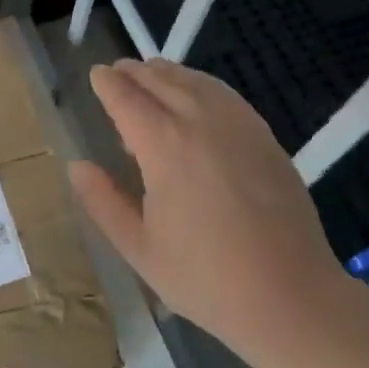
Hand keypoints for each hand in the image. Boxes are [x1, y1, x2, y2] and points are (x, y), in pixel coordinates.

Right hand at [69, 58, 347, 367]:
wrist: (291, 295)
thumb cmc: (206, 278)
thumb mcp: (139, 249)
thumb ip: (103, 202)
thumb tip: (77, 166)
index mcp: (164, 145)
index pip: (127, 98)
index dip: (108, 83)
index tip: (96, 75)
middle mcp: (200, 121)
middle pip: (160, 79)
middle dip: (134, 72)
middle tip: (117, 72)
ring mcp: (238, 124)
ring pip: (194, 80)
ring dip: (167, 73)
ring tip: (151, 75)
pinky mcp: (264, 135)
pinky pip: (224, 93)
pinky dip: (200, 83)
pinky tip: (196, 95)